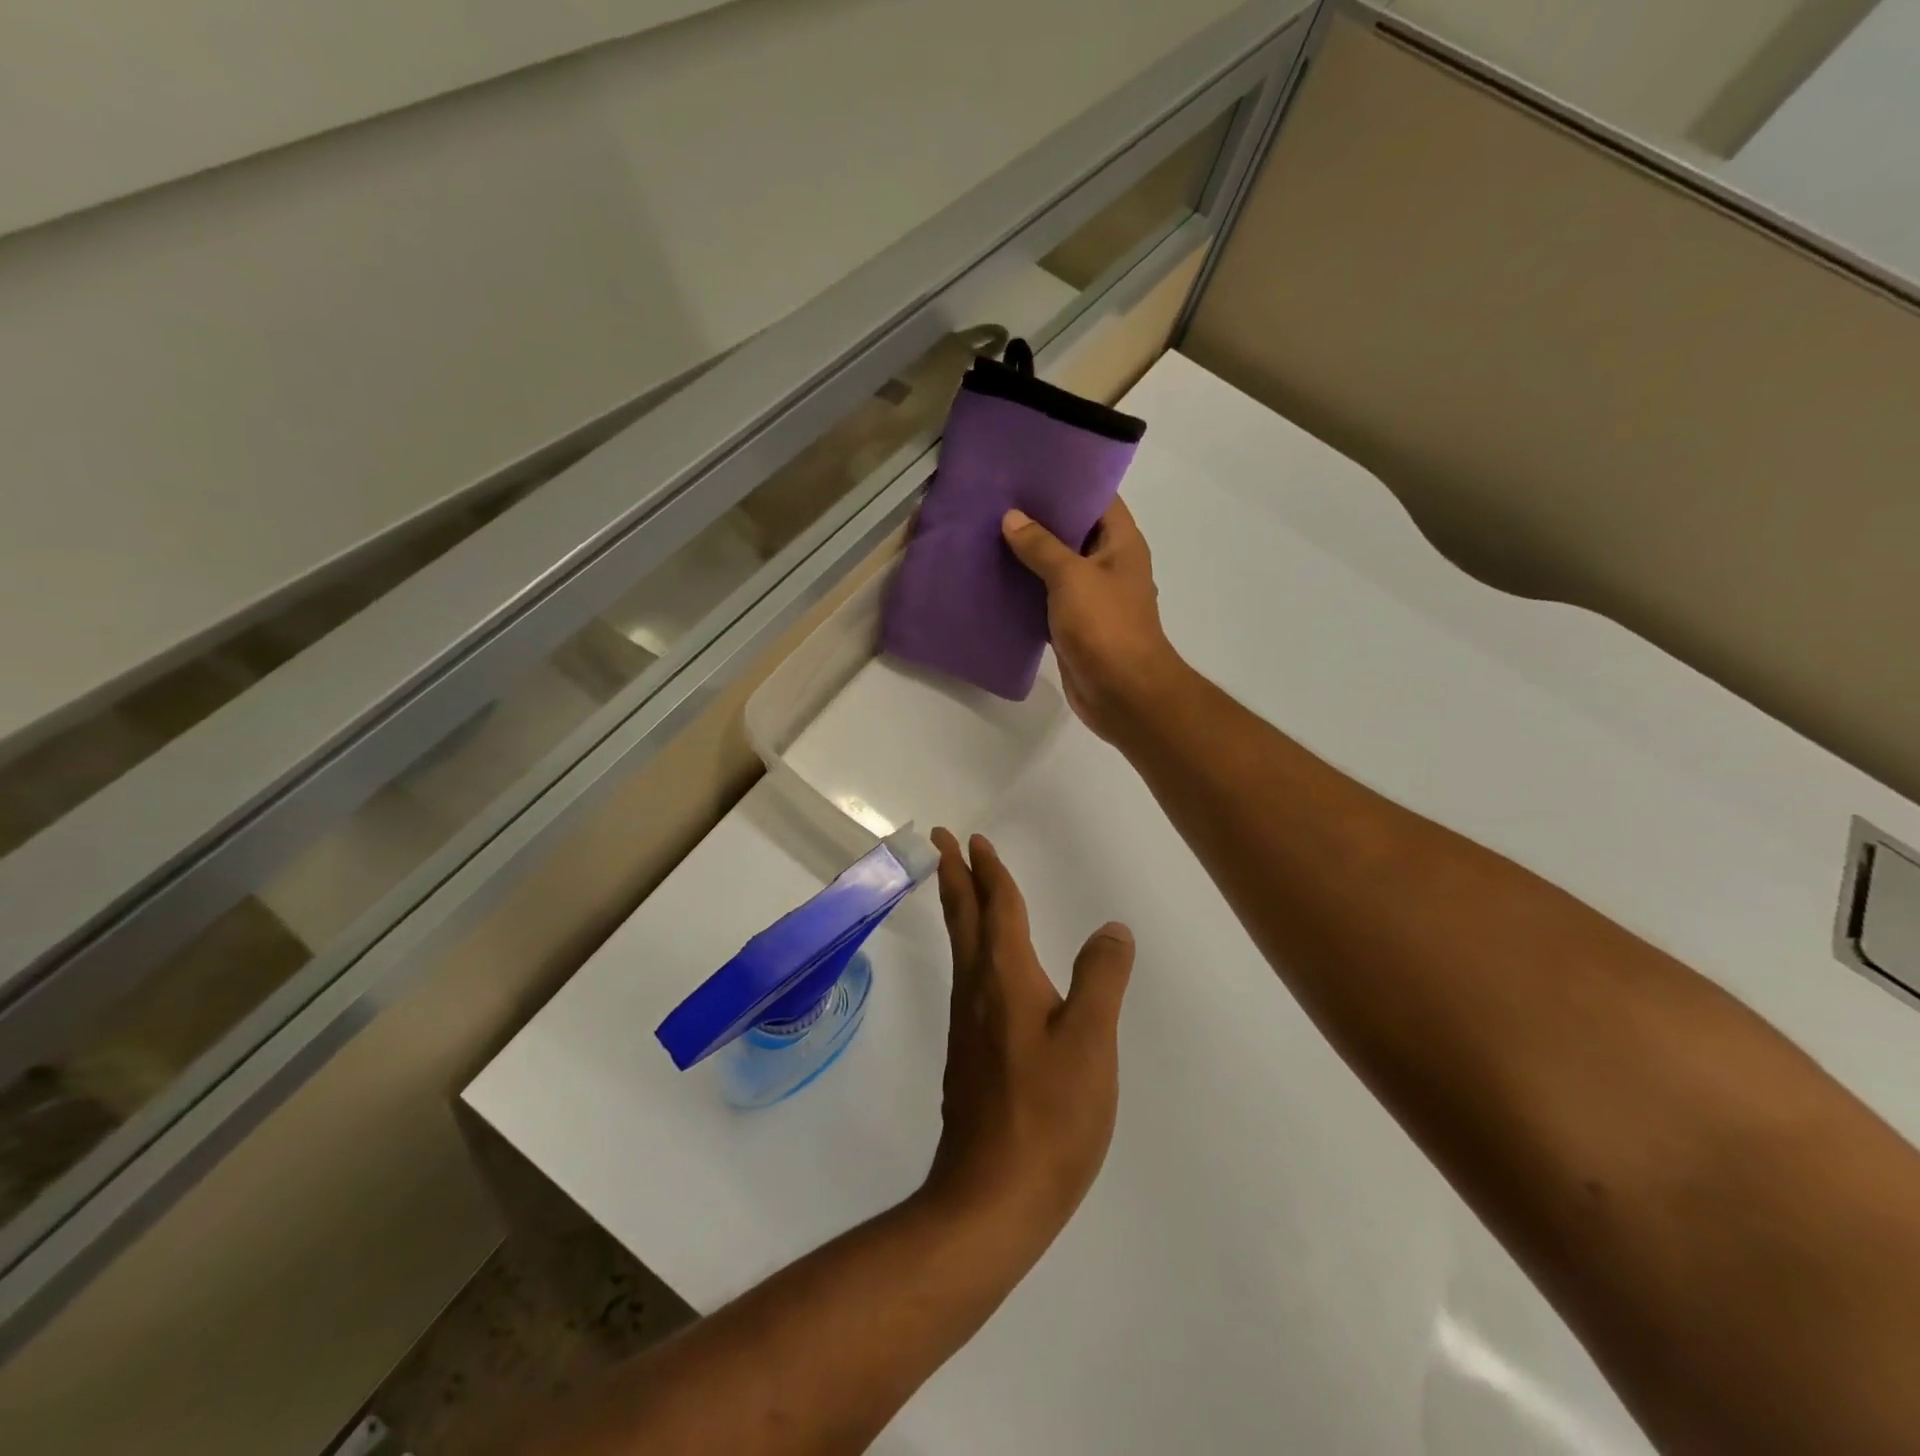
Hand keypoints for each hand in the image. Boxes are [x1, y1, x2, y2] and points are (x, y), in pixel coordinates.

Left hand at [922, 829, 1133, 1240]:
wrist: (992, 1197)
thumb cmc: (1048, 1115)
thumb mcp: (1090, 1042)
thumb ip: (1101, 978)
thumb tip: (1111, 927)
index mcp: (1006, 978)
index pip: (996, 908)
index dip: (988, 871)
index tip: (972, 839)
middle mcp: (977, 991)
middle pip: (964, 918)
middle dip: (954, 875)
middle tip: (940, 841)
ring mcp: (967, 1025)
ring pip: (961, 948)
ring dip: (960, 908)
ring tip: (959, 886)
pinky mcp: (968, 1055)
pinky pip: (967, 978)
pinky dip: (969, 947)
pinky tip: (983, 966)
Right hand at [1002, 499, 1184, 741]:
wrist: (1122, 693)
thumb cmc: (1106, 626)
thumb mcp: (1072, 577)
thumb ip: (1041, 546)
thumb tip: (1012, 518)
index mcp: (1121, 543)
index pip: (1096, 497)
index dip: (1066, 481)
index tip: (1028, 468)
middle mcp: (1108, 564)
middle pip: (1073, 531)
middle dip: (1038, 518)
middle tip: (996, 499)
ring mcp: (1091, 597)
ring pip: (1056, 567)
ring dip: (1027, 555)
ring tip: (987, 532)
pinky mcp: (1074, 625)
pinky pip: (1046, 599)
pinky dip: (1025, 590)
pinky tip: (993, 578)